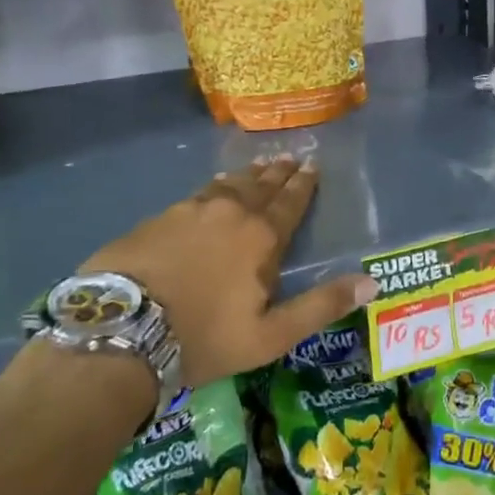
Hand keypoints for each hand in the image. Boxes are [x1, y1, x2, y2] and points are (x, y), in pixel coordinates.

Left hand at [80, 156, 377, 387]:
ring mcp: (190, 210)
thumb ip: (321, 306)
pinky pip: (197, 194)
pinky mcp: (158, 218)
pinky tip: (213, 186)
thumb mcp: (271, 335)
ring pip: (228, 185)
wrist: (123, 330)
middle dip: (279, 172)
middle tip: (290, 157)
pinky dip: (214, 187)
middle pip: (260, 186)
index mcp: (261, 237)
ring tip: (258, 166)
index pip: (290, 202)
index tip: (312, 166)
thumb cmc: (204, 337)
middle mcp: (230, 212)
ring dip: (247, 175)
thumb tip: (371, 282)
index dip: (303, 185)